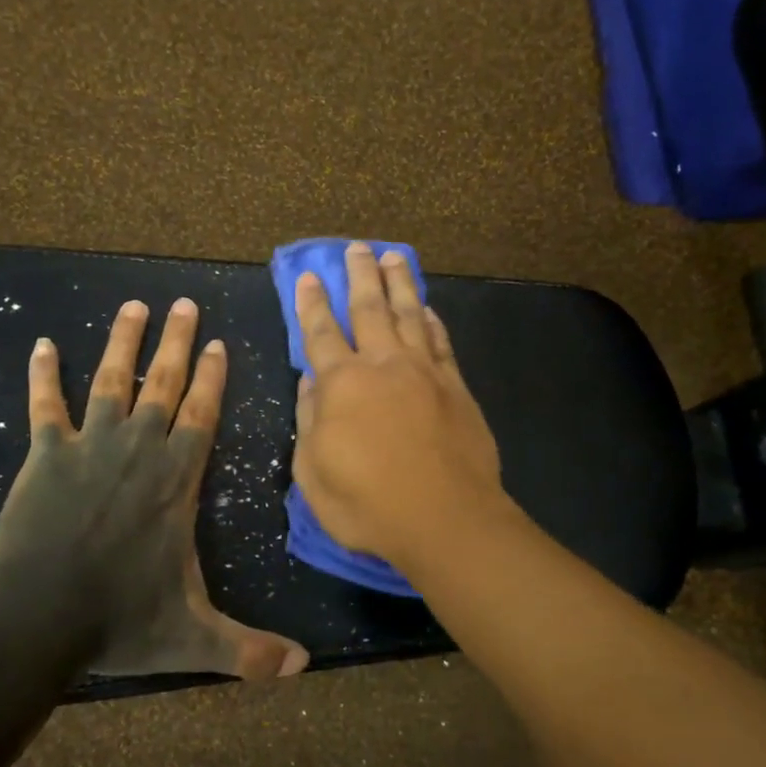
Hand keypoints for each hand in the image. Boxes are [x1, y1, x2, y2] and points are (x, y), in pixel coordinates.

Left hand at [0, 297, 308, 680]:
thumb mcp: (194, 638)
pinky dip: (43, 375)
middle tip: (182, 302)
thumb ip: (249, 649)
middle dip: (176, 340)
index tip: (216, 341)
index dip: (212, 377)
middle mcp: (140, 449)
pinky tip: (41, 344)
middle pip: (163, 382)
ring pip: (112, 380)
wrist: (38, 618)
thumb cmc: (121, 620)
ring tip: (132, 305)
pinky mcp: (45, 455)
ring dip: (123, 340)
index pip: (202, 414)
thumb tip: (305, 669)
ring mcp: (90, 446)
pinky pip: (45, 406)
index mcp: (177, 479)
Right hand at [292, 243, 507, 572]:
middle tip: (357, 248)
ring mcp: (425, 372)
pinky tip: (428, 308)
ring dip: (399, 284)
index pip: (321, 333)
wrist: (446, 519)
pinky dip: (432, 321)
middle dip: (360, 276)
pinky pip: (441, 342)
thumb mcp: (313, 472)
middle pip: (369, 309)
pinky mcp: (456, 387)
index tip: (309, 276)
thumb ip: (309, 421)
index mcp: (342, 384)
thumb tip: (309, 384)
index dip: (312, 304)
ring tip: (393, 257)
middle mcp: (383, 365)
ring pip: (410, 315)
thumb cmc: (368, 503)